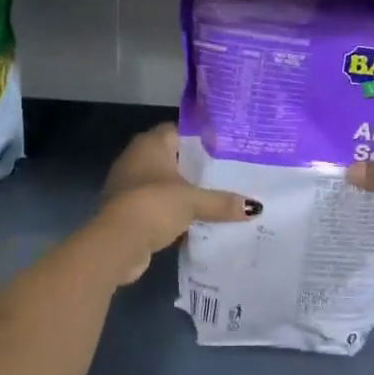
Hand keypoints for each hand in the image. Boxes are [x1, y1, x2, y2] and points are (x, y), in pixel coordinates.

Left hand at [93, 123, 259, 282]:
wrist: (117, 243)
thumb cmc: (154, 205)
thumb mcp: (194, 201)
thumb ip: (222, 202)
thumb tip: (256, 208)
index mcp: (150, 144)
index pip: (179, 131)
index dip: (201, 138)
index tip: (225, 148)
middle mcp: (136, 158)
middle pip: (173, 159)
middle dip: (197, 169)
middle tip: (228, 175)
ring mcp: (129, 185)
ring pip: (165, 185)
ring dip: (185, 193)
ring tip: (218, 198)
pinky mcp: (128, 211)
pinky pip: (158, 206)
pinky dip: (174, 213)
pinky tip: (197, 222)